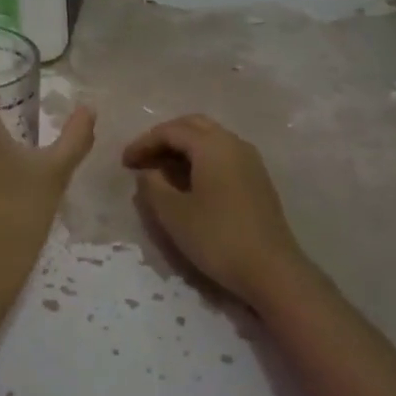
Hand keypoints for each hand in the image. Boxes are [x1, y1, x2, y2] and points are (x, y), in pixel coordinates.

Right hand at [122, 114, 312, 307]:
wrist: (271, 269)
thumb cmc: (217, 238)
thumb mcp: (173, 213)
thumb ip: (153, 185)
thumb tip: (148, 171)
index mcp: (212, 145)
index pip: (171, 130)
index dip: (144, 143)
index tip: (124, 162)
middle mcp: (234, 143)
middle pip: (193, 126)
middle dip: (164, 138)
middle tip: (142, 159)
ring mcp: (250, 160)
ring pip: (210, 140)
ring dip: (183, 149)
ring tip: (161, 171)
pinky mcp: (257, 179)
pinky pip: (222, 155)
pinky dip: (200, 160)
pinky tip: (188, 183)